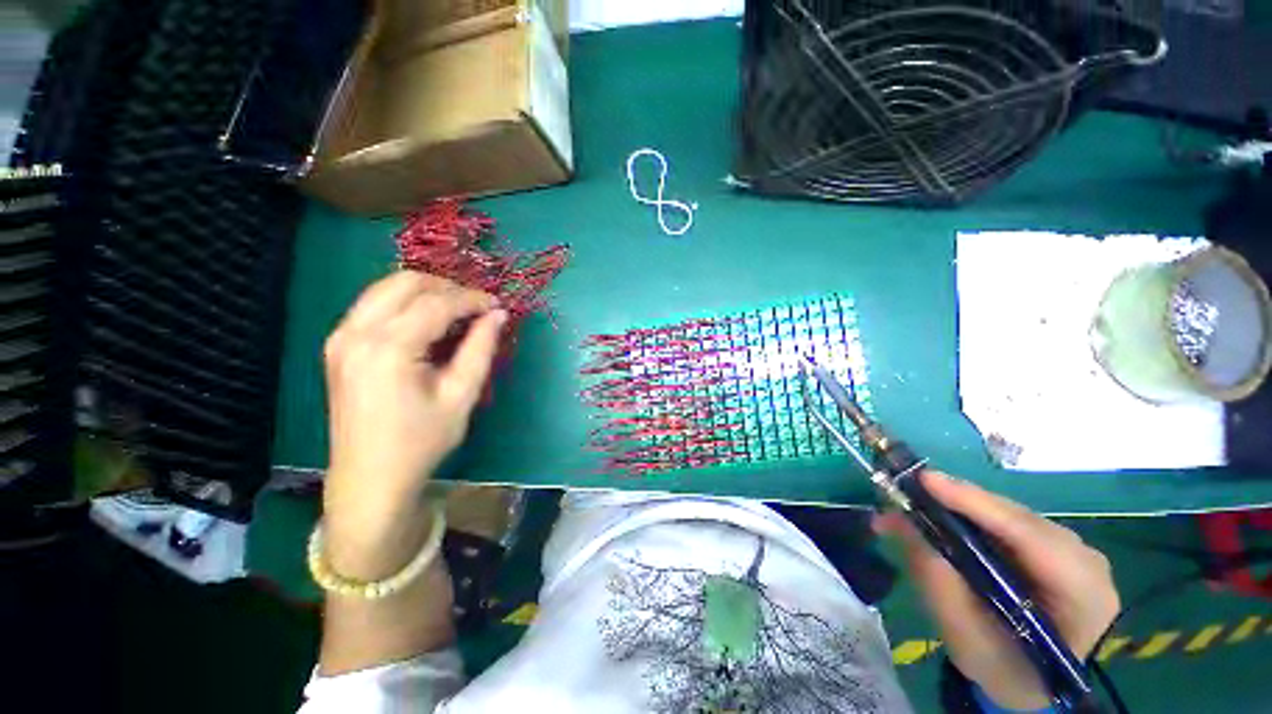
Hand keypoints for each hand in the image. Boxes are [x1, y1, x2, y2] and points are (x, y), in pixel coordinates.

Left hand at [322, 272, 505, 579]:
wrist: (370, 477)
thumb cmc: (421, 441)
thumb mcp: (461, 395)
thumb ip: (481, 348)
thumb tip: (498, 315)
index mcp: (388, 348)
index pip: (437, 303)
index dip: (473, 299)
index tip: (498, 305)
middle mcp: (357, 332)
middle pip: (406, 282)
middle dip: (448, 287)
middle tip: (478, 307)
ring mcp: (341, 336)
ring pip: (387, 287)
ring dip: (427, 292)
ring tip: (458, 312)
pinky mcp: (339, 344)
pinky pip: (374, 304)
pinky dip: (406, 303)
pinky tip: (428, 323)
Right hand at [877, 472, 1119, 709]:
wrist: (1035, 686)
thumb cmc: (1003, 670)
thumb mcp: (966, 636)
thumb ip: (935, 578)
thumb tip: (895, 519)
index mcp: (1082, 593)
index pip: (1029, 535)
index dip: (974, 503)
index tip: (923, 480)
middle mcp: (1085, 561)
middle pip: (1015, 518)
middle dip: (957, 502)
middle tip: (903, 492)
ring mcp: (1072, 551)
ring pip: (1008, 515)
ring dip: (958, 508)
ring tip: (912, 505)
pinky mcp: (1053, 547)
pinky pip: (1007, 522)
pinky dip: (969, 517)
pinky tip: (940, 517)